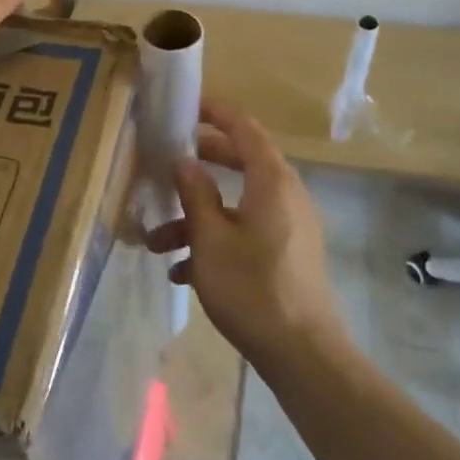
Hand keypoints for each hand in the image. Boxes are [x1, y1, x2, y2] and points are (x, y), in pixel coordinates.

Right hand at [150, 99, 343, 372]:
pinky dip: (216, 238)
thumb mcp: (210, 239)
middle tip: (168, 162)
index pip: (245, 128)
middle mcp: (285, 195)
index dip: (216, 113)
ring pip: (237, 203)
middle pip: (241, 162)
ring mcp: (289, 225)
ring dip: (198, 215)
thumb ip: (195, 194)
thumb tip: (184, 161)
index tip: (187, 107)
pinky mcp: (287, 252)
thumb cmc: (252, 288)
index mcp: (271, 181)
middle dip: (200, 163)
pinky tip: (182, 272)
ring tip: (157, 242)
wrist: (302, 353)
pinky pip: (247, 230)